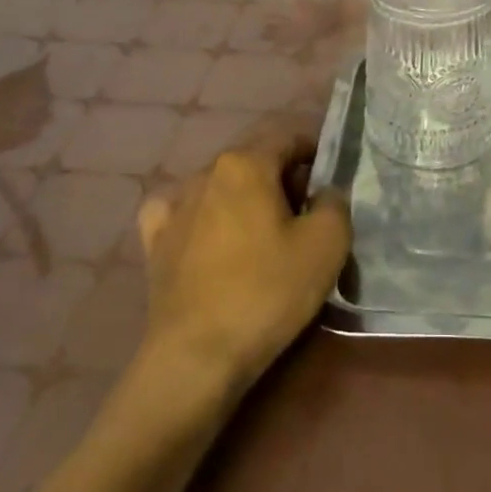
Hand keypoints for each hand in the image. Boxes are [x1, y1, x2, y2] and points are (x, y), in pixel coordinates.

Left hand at [137, 135, 350, 392]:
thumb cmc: (267, 291)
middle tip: (307, 210)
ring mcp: (174, 206)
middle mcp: (206, 172)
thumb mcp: (327, 244)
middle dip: (283, 175)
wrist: (197, 356)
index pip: (289, 135)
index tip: (332, 177)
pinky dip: (202, 214)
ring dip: (246, 196)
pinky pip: (182, 211)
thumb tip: (324, 193)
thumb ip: (335, 203)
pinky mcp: (155, 241)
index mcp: (246, 163)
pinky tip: (209, 233)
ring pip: (221, 184)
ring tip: (264, 230)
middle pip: (255, 158)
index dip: (316, 149)